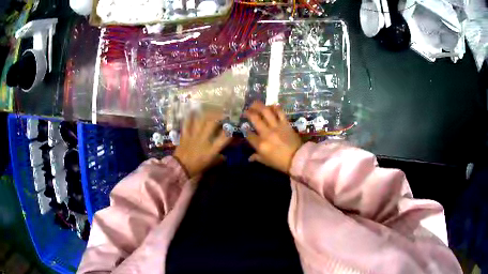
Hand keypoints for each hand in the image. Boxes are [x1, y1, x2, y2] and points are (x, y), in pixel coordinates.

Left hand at [173, 111, 230, 177]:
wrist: (180, 168)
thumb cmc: (196, 168)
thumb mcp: (210, 165)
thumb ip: (219, 160)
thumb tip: (225, 156)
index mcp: (212, 149)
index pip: (224, 138)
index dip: (229, 131)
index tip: (232, 126)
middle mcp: (204, 140)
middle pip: (212, 124)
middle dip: (218, 116)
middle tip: (222, 114)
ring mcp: (194, 136)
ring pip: (200, 121)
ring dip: (206, 114)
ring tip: (210, 111)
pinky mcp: (185, 135)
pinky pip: (187, 123)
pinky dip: (190, 117)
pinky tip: (192, 111)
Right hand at [245, 101, 301, 173]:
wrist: (298, 159)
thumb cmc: (281, 163)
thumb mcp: (266, 162)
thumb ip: (257, 157)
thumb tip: (250, 158)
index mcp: (260, 144)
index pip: (249, 135)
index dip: (245, 130)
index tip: (245, 128)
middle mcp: (266, 133)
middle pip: (255, 119)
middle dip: (249, 113)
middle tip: (246, 110)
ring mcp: (276, 127)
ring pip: (266, 112)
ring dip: (259, 106)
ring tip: (255, 104)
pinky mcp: (285, 123)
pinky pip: (279, 112)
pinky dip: (275, 107)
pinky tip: (271, 105)